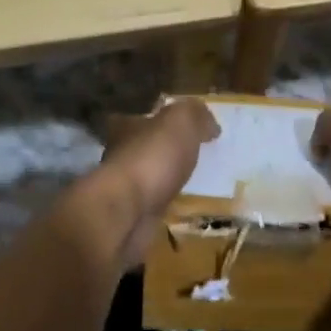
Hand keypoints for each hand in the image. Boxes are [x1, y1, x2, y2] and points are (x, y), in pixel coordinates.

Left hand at [90, 98, 219, 264]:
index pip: (142, 117)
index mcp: (126, 126)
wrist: (128, 214)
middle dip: (167, 151)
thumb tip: (210, 124)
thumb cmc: (152, 158)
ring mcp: (124, 188)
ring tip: (198, 182)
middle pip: (146, 147)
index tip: (186, 127)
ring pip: (151, 178)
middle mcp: (120, 154)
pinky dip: (169, 205)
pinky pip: (156, 205)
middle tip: (197, 155)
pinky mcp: (132, 216)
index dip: (162, 119)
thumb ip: (195, 115)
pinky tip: (188, 207)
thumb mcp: (181, 121)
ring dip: (169, 179)